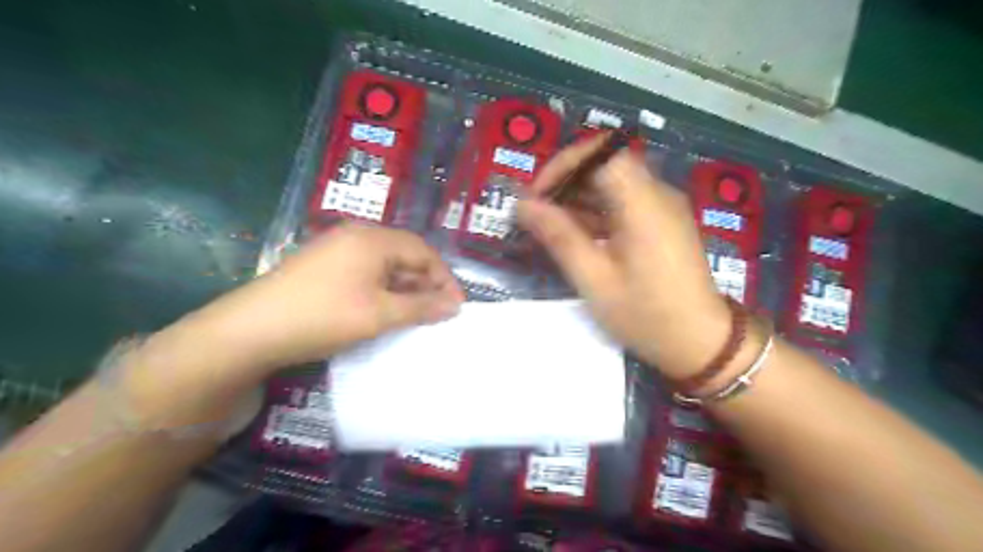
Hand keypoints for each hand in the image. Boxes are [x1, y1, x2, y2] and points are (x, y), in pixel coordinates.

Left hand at [178, 223, 465, 373]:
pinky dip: (383, 290)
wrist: (251, 330)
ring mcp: (337, 249)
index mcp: (373, 239)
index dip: (444, 277)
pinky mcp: (324, 265)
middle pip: (404, 255)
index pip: (423, 251)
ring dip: (405, 288)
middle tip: (438, 312)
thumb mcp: (380, 314)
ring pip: (385, 265)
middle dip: (425, 283)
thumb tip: (455, 305)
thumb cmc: (324, 316)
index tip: (456, 305)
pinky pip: (366, 272)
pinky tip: (386, 310)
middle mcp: (356, 236)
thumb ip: (421, 308)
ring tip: (416, 315)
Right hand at [518, 134, 723, 378]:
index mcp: (643, 203)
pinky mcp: (662, 222)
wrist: (701, 342)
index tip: (538, 195)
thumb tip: (523, 205)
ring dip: (578, 198)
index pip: (602, 151)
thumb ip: (559, 236)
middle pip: (606, 164)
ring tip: (550, 228)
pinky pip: (624, 202)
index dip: (564, 164)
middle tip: (537, 214)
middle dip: (566, 182)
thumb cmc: (646, 315)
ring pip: (613, 183)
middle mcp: (657, 194)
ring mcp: (662, 207)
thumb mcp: (594, 279)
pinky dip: (596, 211)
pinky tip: (577, 237)